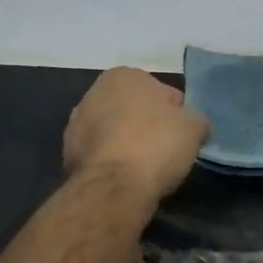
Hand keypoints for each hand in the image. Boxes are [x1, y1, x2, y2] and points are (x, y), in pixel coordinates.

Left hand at [64, 68, 208, 204]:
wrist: (114, 186)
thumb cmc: (156, 144)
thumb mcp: (194, 127)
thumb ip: (195, 120)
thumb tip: (193, 126)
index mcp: (124, 76)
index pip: (162, 92)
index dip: (177, 115)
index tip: (183, 136)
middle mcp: (94, 92)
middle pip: (134, 110)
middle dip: (147, 126)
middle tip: (166, 151)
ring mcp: (76, 124)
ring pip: (114, 132)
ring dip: (127, 144)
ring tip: (145, 168)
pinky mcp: (68, 154)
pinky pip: (101, 154)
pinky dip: (113, 162)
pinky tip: (125, 178)